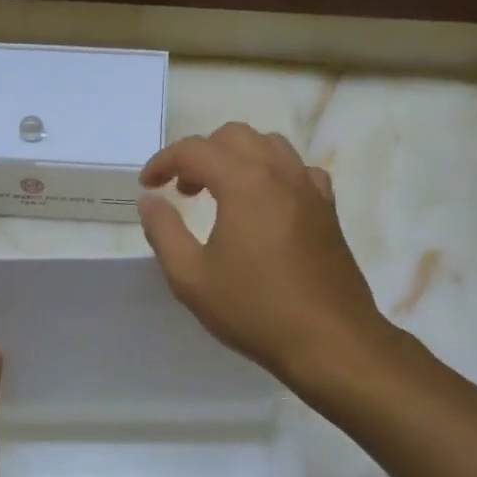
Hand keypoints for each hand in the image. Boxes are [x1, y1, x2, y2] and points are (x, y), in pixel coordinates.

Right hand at [139, 124, 388, 390]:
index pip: (195, 150)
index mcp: (244, 182)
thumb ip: (164, 231)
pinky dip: (273, 174)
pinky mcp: (328, 210)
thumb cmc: (254, 309)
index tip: (147, 185)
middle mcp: (280, 173)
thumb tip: (150, 200)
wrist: (329, 340)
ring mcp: (310, 189)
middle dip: (201, 154)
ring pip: (270, 146)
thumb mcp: (191, 278)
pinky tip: (265, 205)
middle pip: (235, 136)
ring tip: (220, 193)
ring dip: (237, 158)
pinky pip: (298, 171)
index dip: (164, 162)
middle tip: (182, 190)